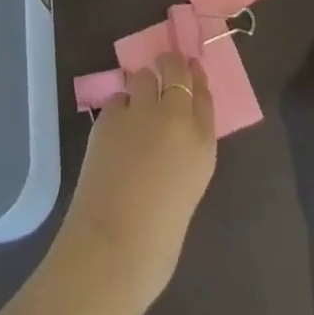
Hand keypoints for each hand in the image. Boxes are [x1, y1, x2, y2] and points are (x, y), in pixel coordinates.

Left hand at [57, 52, 217, 306]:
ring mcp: (141, 112)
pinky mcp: (109, 117)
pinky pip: (117, 100)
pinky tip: (115, 130)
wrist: (112, 249)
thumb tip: (172, 139)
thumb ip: (185, 155)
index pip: (204, 95)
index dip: (196, 80)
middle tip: (163, 69)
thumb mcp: (186, 191)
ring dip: (141, 86)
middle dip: (170, 65)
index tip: (191, 73)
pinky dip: (118, 110)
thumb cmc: (157, 241)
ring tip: (136, 105)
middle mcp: (175, 117)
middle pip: (176, 70)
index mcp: (202, 144)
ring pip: (143, 76)